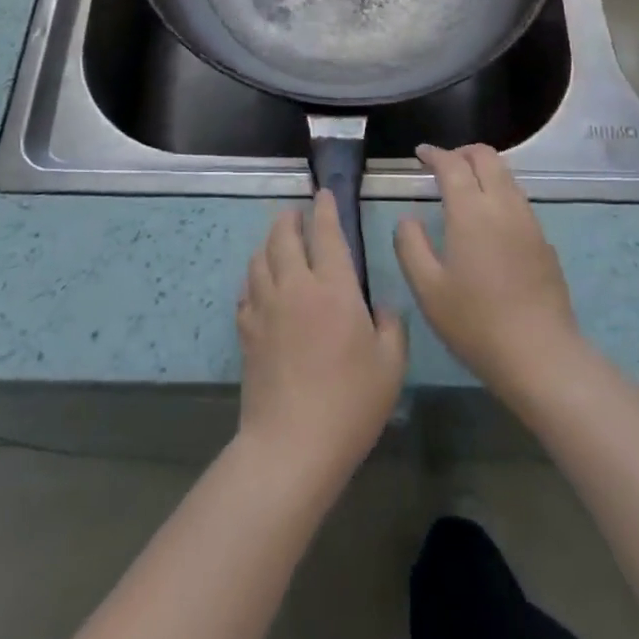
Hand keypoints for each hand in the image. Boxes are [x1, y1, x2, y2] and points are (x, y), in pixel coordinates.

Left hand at [237, 193, 406, 485]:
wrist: (292, 444)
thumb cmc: (350, 403)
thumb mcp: (390, 366)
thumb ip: (391, 327)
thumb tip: (381, 307)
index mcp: (333, 288)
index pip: (326, 233)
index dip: (325, 209)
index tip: (323, 194)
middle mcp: (295, 286)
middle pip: (283, 236)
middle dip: (290, 218)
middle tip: (296, 214)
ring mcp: (265, 307)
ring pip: (260, 259)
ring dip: (269, 243)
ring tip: (277, 242)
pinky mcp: (246, 331)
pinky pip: (246, 291)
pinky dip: (254, 279)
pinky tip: (260, 286)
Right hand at [396, 144, 583, 401]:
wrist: (540, 355)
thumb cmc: (475, 322)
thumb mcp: (427, 288)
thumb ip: (410, 245)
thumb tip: (408, 218)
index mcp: (471, 211)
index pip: (452, 164)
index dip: (434, 154)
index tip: (420, 154)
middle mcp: (503, 205)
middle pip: (486, 157)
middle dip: (462, 152)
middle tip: (442, 164)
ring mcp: (528, 221)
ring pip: (506, 175)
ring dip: (483, 170)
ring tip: (464, 186)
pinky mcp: (544, 240)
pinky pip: (518, 198)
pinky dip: (499, 191)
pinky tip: (488, 218)